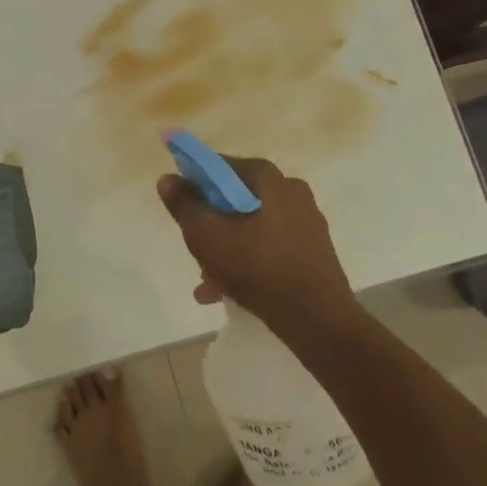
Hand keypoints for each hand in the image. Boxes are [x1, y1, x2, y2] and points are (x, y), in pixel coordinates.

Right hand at [156, 159, 360, 346]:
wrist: (318, 319)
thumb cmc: (257, 268)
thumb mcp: (206, 235)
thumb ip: (184, 204)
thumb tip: (168, 178)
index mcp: (267, 177)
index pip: (218, 166)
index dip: (193, 184)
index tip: (182, 210)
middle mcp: (290, 189)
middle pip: (235, 198)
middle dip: (210, 224)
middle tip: (195, 250)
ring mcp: (306, 219)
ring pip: (251, 225)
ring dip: (226, 248)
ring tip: (207, 281)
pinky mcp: (313, 247)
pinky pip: (269, 245)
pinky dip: (248, 260)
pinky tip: (228, 290)